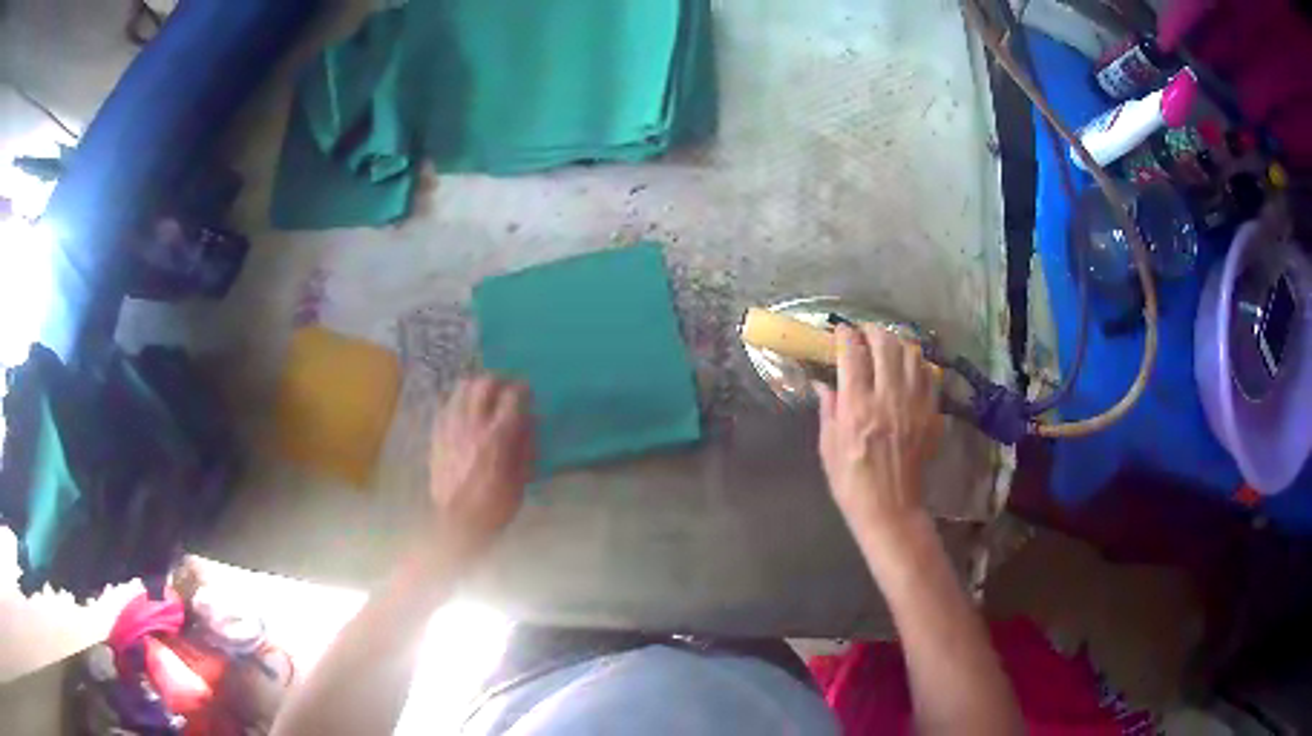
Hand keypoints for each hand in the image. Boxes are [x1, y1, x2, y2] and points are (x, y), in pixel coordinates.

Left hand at [427, 375, 534, 557]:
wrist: (457, 524)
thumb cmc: (495, 506)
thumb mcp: (520, 479)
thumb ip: (525, 446)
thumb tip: (530, 421)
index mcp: (497, 436)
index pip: (512, 397)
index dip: (522, 389)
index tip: (528, 391)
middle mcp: (472, 424)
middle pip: (484, 384)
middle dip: (498, 380)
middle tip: (506, 388)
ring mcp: (451, 428)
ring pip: (461, 389)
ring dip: (475, 386)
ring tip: (483, 395)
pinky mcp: (436, 436)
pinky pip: (444, 406)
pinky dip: (456, 402)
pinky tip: (462, 411)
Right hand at [816, 324, 942, 534]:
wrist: (890, 508)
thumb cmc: (851, 482)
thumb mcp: (828, 447)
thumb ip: (828, 410)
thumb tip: (824, 384)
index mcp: (857, 408)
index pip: (852, 355)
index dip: (845, 335)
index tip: (840, 331)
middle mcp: (888, 399)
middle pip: (885, 345)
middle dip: (872, 331)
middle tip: (864, 333)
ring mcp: (914, 405)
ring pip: (912, 355)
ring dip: (897, 344)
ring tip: (888, 347)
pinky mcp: (931, 415)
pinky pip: (930, 376)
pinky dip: (918, 365)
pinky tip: (910, 369)